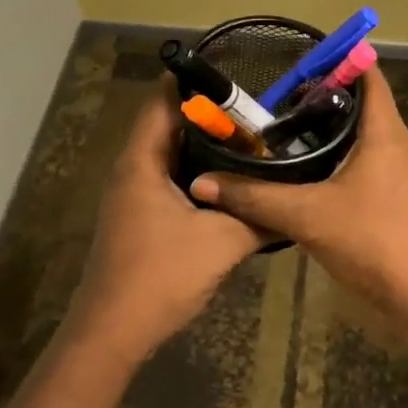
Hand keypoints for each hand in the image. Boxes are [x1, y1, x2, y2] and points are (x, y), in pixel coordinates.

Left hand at [65, 85, 264, 366]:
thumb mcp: (221, 242)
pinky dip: (197, 173)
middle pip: (169, 124)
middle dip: (209, 115)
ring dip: (204, 147)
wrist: (113, 334)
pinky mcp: (139, 217)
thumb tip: (294, 201)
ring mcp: (132, 195)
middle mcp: (132, 169)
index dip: (194, 81)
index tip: (234, 73)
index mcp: (142, 161)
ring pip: (170, 155)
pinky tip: (230, 183)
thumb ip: (258, 216)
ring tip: (250, 141)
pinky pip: (169, 179)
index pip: (163, 100)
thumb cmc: (161, 276)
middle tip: (255, 111)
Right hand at [186, 68, 407, 315]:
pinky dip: (338, 162)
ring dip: (329, 133)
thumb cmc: (377, 240)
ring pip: (363, 139)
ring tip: (284, 134)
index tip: (297, 59)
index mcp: (385, 131)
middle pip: (362, 105)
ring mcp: (403, 175)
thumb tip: (202, 184)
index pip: (368, 74)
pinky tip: (308, 179)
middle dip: (321, 98)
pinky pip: (366, 166)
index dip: (337, 59)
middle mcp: (398, 145)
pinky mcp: (400, 202)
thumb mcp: (307, 216)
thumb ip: (254, 198)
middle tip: (275, 100)